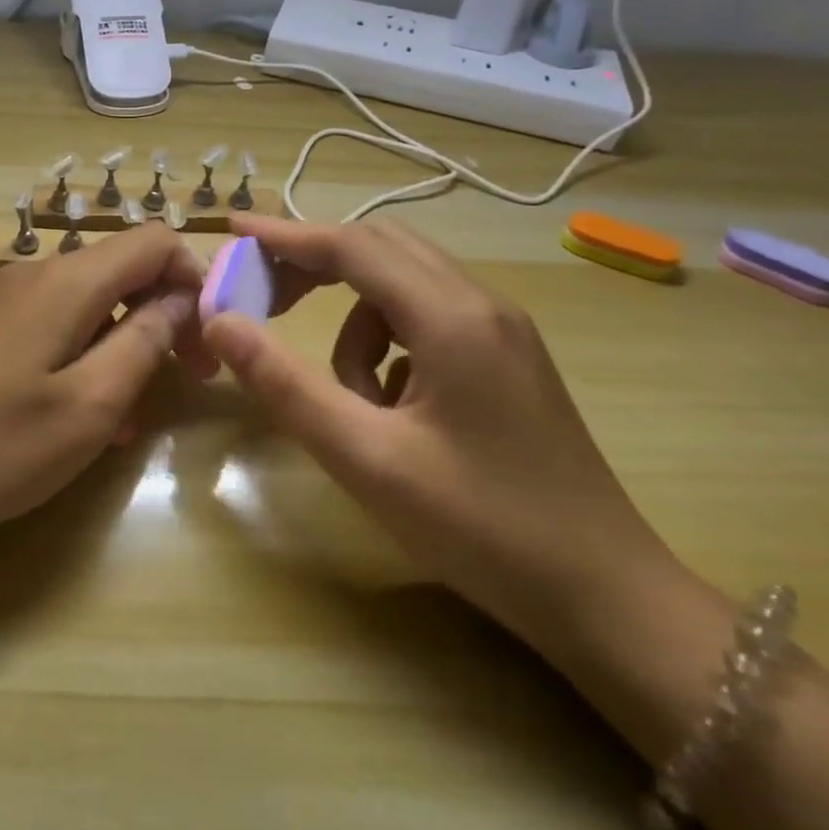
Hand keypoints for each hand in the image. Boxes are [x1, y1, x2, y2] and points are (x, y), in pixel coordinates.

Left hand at [0, 224, 206, 544]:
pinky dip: (78, 351)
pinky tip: (74, 411)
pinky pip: (46, 321)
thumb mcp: (91, 404)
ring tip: (127, 416)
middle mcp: (31, 273)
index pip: (152, 241)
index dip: (192, 278)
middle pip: (118, 270)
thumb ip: (145, 341)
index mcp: (65, 282)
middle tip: (182, 379)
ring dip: (119, 343)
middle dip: (160, 315)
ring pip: (83, 301)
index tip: (205, 338)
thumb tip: (180, 299)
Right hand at [202, 214, 677, 653]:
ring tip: (350, 398)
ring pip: (402, 286)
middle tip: (264, 298)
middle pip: (379, 248)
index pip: (351, 246)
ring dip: (355, 322)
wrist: (608, 598)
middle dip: (314, 263)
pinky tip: (394, 410)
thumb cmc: (482, 527)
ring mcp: (502, 330)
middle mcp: (481, 305)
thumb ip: (285, 384)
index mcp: (451, 318)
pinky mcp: (507, 358)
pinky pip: (427, 320)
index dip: (285, 235)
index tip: (233, 231)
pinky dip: (389, 346)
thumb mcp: (366, 458)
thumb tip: (220, 322)